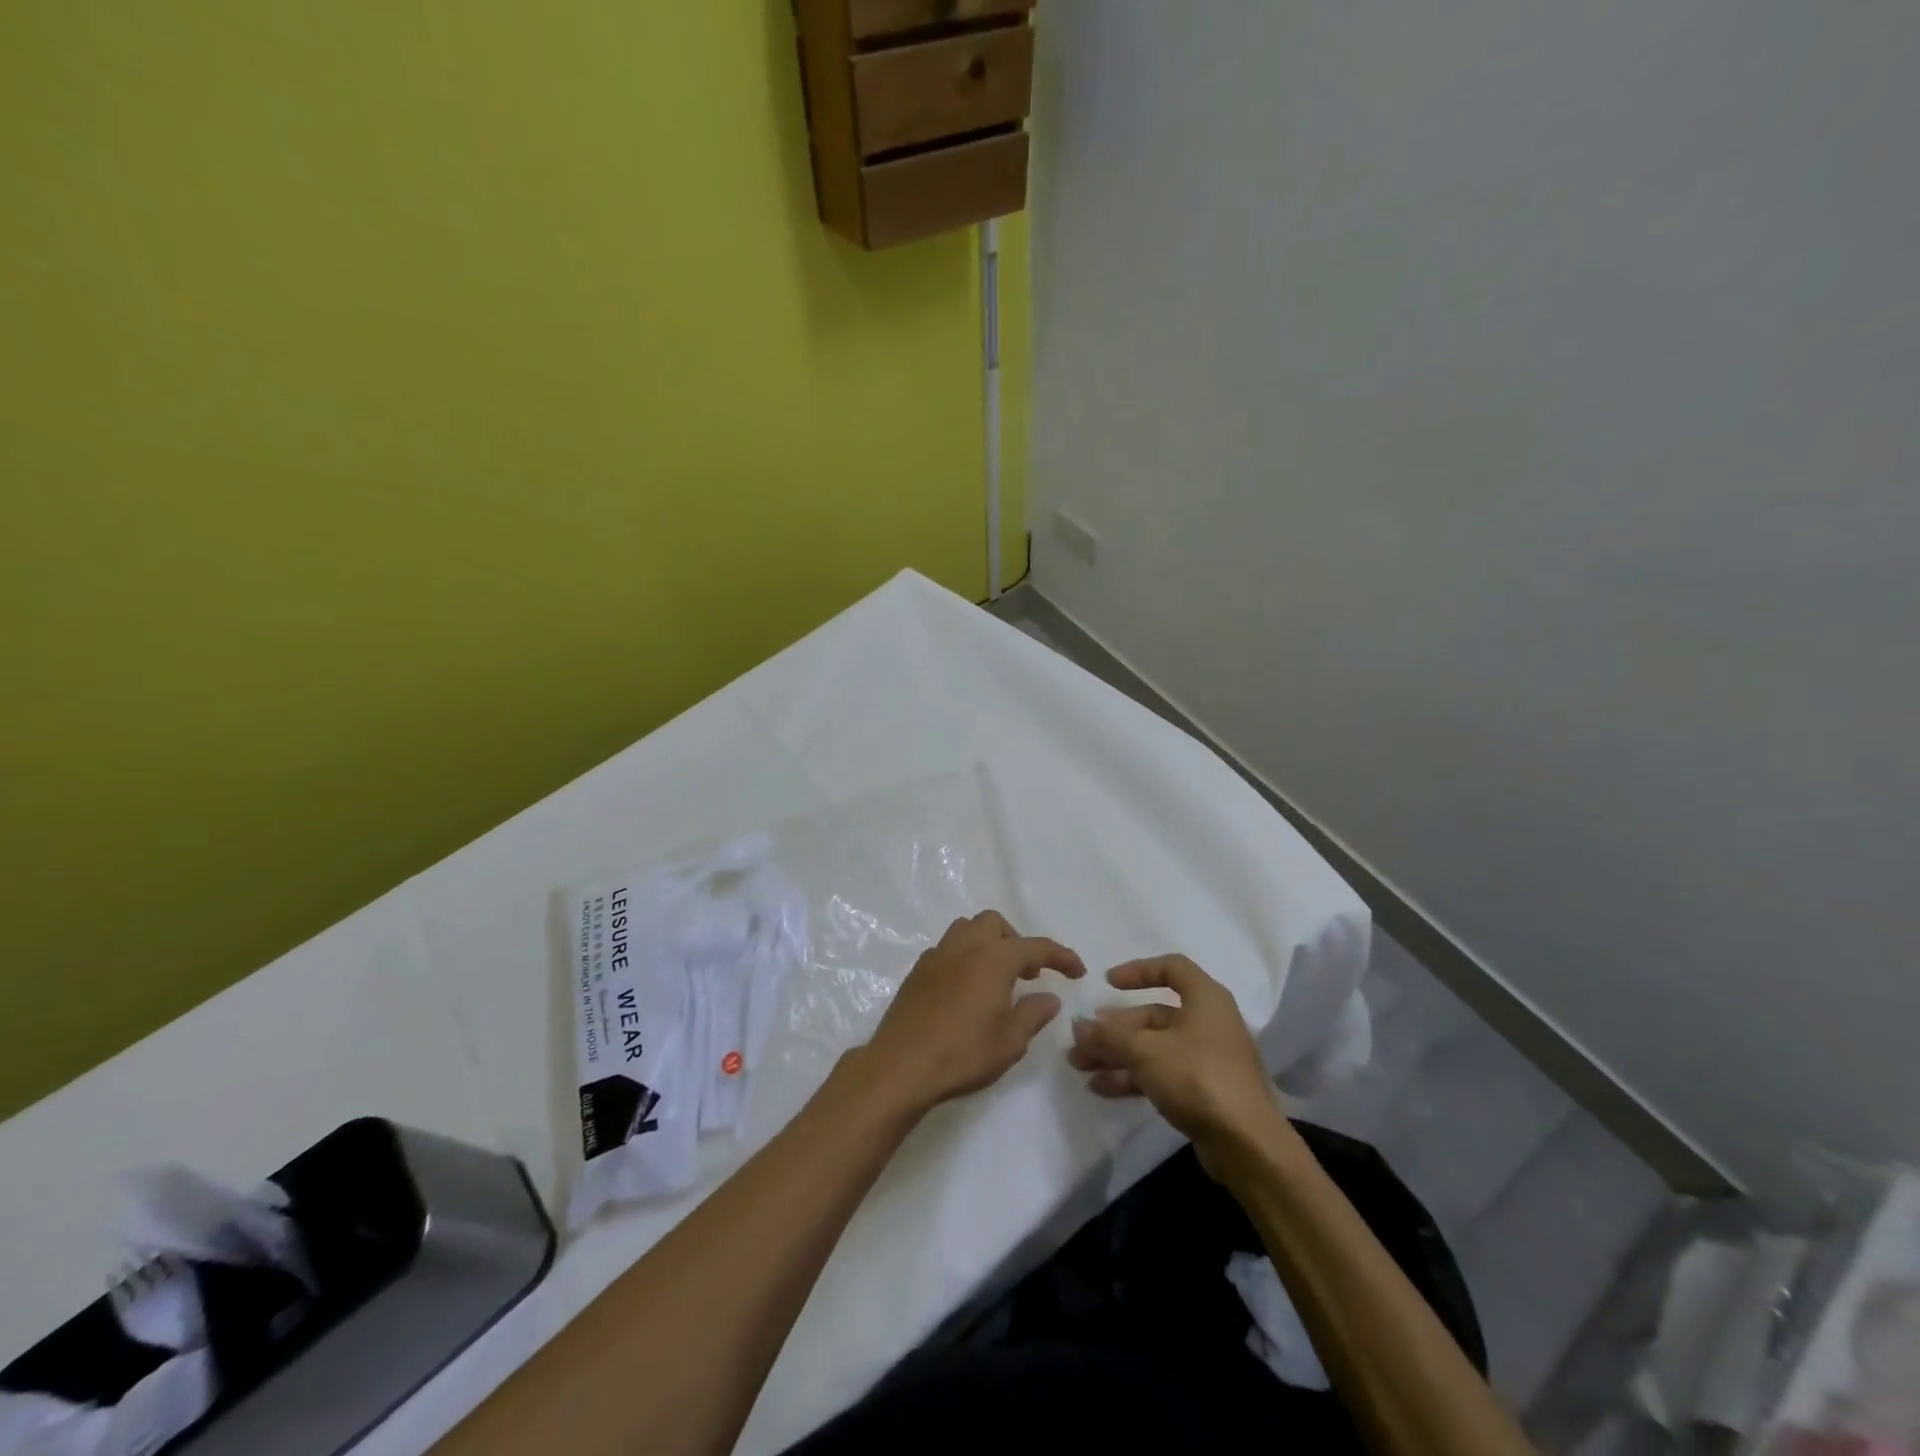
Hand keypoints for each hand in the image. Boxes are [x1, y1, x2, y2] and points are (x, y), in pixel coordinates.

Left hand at [860, 910, 1085, 1114]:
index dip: (1061, 956)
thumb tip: (1049, 997)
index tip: (1078, 971)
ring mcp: (937, 955)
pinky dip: (964, 957)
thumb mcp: (1010, 1041)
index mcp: (994, 957)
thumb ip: (1033, 1014)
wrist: (902, 1065)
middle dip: (1016, 941)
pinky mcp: (917, 970)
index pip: (1036, 946)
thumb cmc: (963, 1052)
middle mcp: (966, 945)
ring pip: (967, 929)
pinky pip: (947, 949)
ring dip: (987, 943)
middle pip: (995, 924)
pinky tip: (966, 988)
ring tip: (996, 975)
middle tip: (1027, 972)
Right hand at [1067, 955, 1291, 1173]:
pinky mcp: (1204, 1090)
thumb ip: (1109, 1036)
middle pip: (1154, 1014)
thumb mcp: (1146, 1051)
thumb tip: (1078, 1026)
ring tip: (1080, 1066)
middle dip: (1115, 1027)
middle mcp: (1208, 1022)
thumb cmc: (1198, 1078)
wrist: (1247, 1146)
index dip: (1138, 971)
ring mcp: (1207, 1058)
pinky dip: (1133, 1076)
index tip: (1108, 983)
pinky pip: (1161, 1072)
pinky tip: (1101, 1087)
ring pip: (1154, 1046)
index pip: (1171, 968)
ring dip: (1117, 1054)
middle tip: (1081, 1039)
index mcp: (1205, 998)